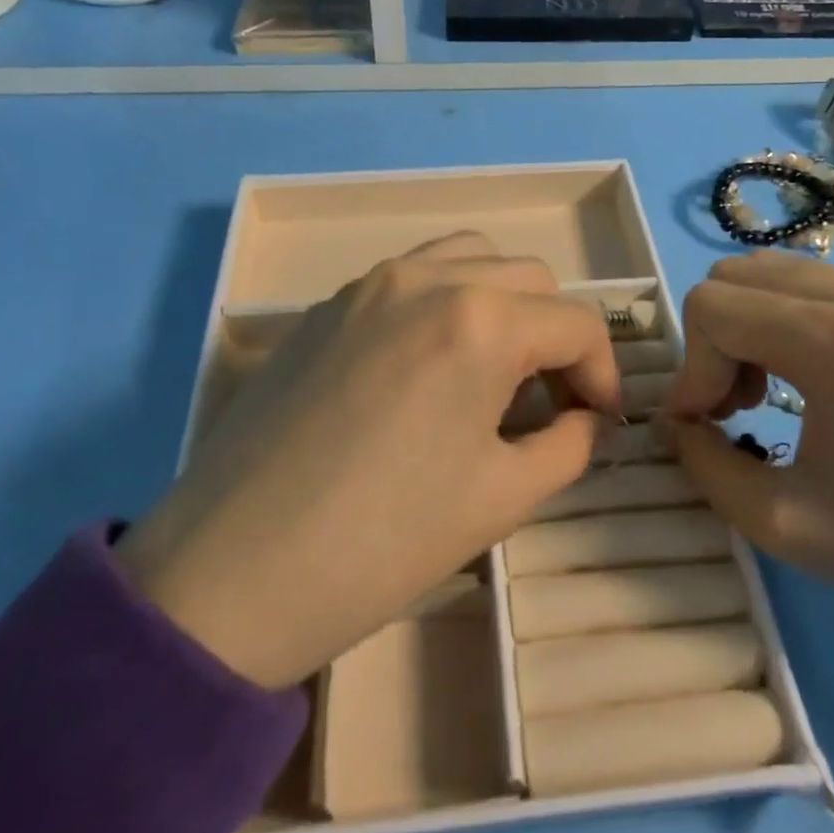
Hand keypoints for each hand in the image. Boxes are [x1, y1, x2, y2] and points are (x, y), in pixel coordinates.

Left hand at [116, 233, 619, 690]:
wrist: (230, 573)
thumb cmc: (382, 542)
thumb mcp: (503, 499)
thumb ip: (569, 445)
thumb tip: (588, 419)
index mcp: (480, 320)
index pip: (577, 324)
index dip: (603, 374)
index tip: (599, 423)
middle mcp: (427, 279)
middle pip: (529, 279)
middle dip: (556, 336)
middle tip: (549, 403)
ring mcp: (368, 285)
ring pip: (468, 259)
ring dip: (502, 304)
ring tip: (494, 370)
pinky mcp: (326, 307)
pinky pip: (410, 279)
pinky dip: (445, 302)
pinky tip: (428, 368)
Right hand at [663, 251, 833, 804]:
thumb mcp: (788, 525)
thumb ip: (704, 465)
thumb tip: (676, 424)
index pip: (712, 308)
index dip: (690, 371)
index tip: (703, 430)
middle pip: (736, 275)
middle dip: (714, 341)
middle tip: (732, 410)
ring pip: (776, 274)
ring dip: (748, 327)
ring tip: (765, 398)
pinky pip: (820, 289)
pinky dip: (786, 323)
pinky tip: (810, 387)